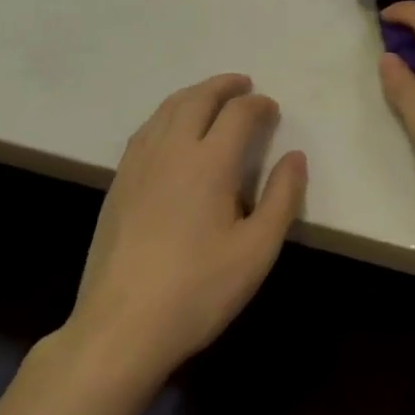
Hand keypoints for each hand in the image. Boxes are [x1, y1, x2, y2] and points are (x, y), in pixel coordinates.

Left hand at [61, 74, 305, 381]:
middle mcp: (172, 150)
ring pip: (168, 109)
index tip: (272, 110)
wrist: (120, 329)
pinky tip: (172, 129)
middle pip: (198, 98)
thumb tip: (295, 157)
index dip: (259, 105)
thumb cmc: (197, 290)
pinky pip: (146, 129)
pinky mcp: (118, 183)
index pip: (238, 113)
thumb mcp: (257, 251)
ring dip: (194, 94)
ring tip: (211, 97)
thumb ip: (282, 198)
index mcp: (210, 162)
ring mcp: (139, 164)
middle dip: (224, 86)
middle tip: (244, 85)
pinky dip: (167, 114)